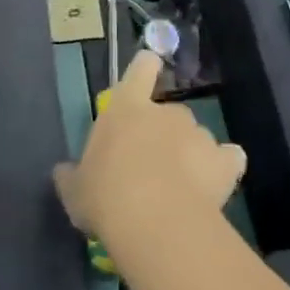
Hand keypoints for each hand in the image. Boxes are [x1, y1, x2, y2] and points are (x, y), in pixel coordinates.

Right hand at [53, 50, 245, 255]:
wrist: (155, 220)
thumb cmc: (106, 196)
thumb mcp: (76, 191)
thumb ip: (72, 177)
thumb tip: (62, 172)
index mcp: (127, 107)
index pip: (141, 68)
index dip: (144, 69)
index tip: (146, 75)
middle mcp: (166, 111)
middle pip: (169, 112)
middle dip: (165, 135)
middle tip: (153, 169)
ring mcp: (197, 133)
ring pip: (196, 137)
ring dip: (191, 155)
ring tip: (181, 191)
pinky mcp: (223, 160)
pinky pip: (228, 159)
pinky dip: (223, 168)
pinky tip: (215, 188)